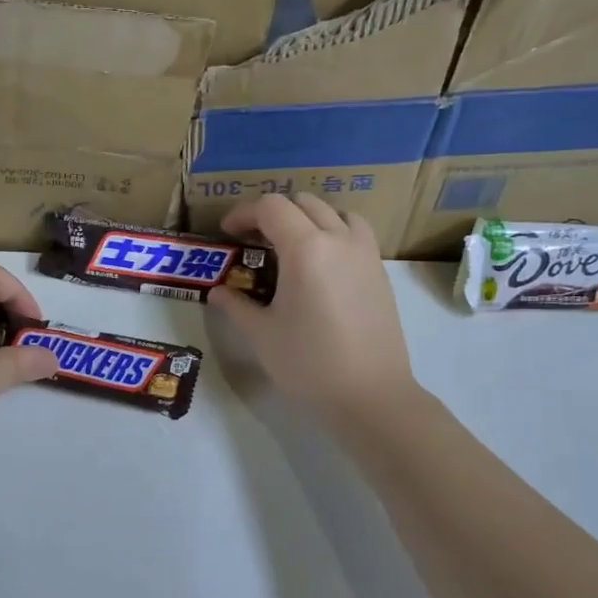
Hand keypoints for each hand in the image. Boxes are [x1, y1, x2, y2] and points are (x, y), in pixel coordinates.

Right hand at [210, 194, 417, 425]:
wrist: (371, 394)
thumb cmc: (309, 363)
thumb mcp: (262, 335)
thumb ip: (236, 305)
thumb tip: (217, 292)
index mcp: (305, 248)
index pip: (271, 207)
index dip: (243, 213)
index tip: (228, 233)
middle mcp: (338, 239)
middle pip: (302, 203)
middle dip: (272, 213)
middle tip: (253, 239)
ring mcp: (365, 253)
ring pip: (334, 211)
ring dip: (307, 217)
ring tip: (290, 245)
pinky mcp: (380, 271)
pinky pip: (355, 232)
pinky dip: (333, 231)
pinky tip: (321, 263)